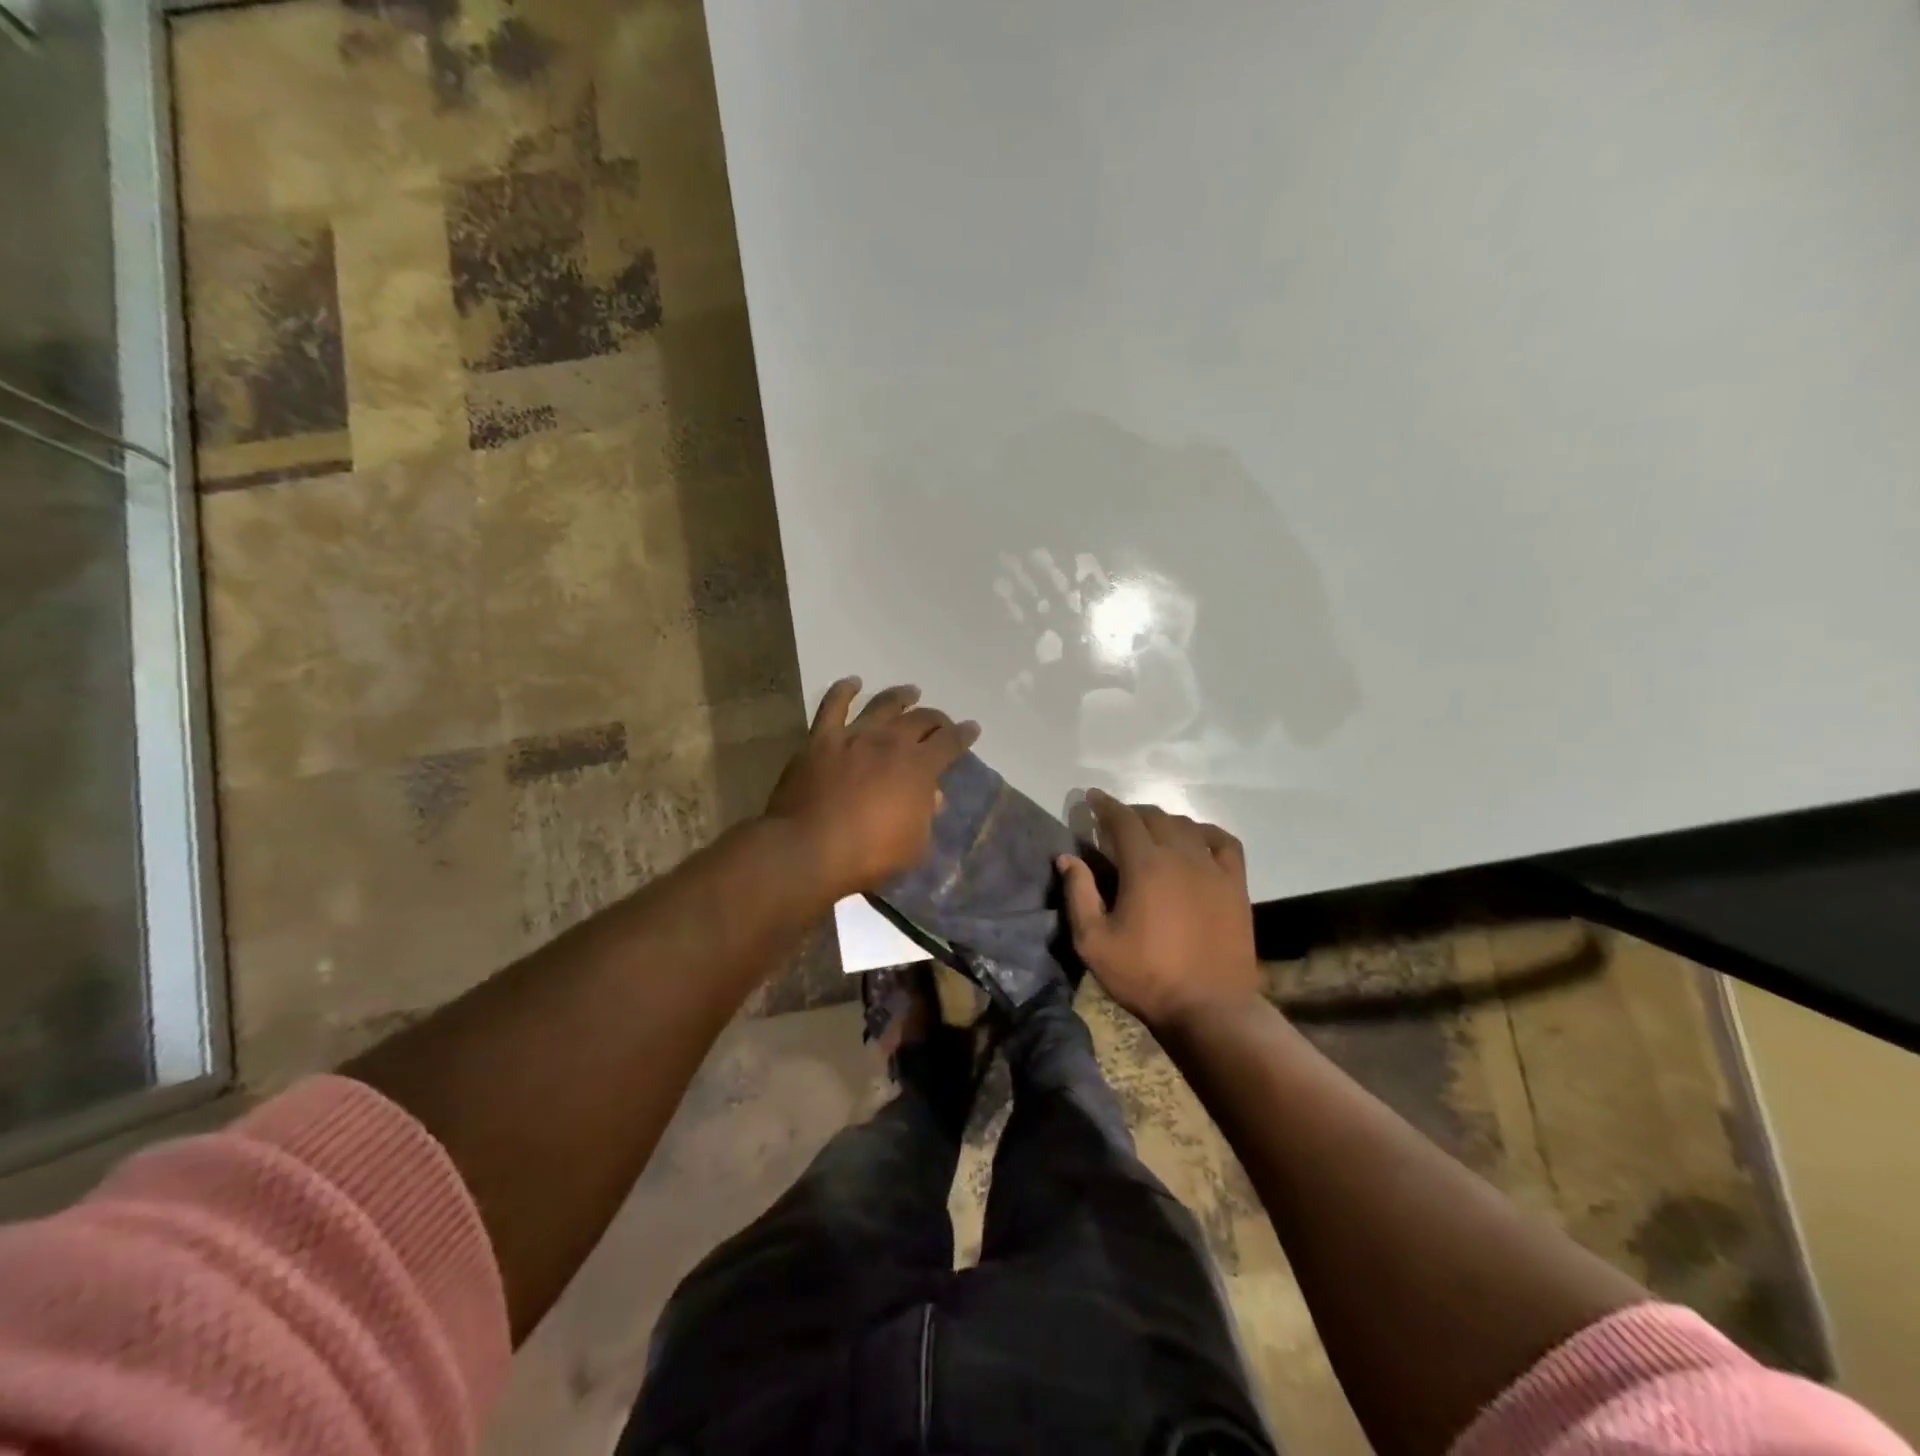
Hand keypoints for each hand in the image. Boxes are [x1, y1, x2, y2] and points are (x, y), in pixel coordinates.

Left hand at [766, 678, 979, 899]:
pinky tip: (852, 683)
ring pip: (883, 705)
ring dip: (900, 697)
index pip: (950, 742)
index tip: (972, 729)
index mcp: (919, 767)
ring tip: (911, 692)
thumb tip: (932, 795)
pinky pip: (833, 706)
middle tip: (942, 722)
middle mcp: (890, 742)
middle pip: (921, 719)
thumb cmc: (869, 855)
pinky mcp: (821, 739)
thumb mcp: (914, 845)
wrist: (809, 849)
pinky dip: (843, 690)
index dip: (964, 734)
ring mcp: (854, 736)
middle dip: (937, 718)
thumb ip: (926, 815)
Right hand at [1057, 790, 1262, 1032]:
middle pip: (1155, 817)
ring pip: (1187, 826)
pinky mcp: (1236, 885)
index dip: (1105, 804)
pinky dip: (1206, 833)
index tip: (1091, 797)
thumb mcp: (1094, 942)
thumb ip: (1078, 894)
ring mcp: (1213, 869)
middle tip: (1115, 821)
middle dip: (1131, 813)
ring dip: (1164, 821)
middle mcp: (1181, 856)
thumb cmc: (1145, 976)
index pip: (1122, 819)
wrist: (1209, 1008)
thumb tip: (1067, 857)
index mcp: (1144, 865)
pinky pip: (1224, 842)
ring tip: (1151, 831)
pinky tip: (1197, 839)